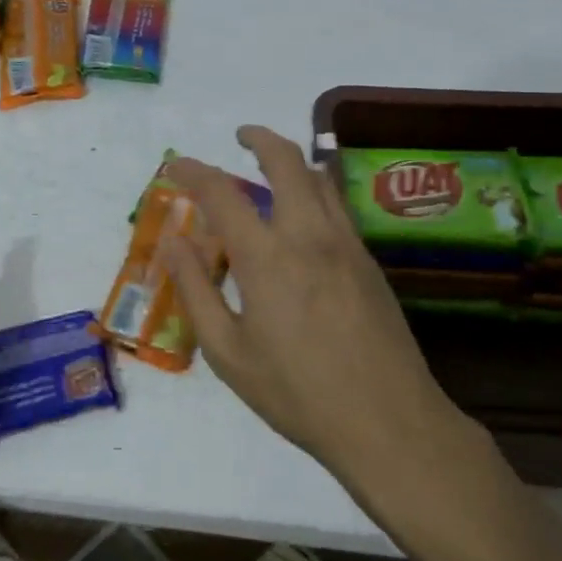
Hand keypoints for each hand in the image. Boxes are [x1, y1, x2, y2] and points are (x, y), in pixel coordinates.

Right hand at [162, 128, 476, 484]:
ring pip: (320, 178)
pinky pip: (337, 206)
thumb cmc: (297, 393)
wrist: (389, 422)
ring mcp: (347, 245)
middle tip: (240, 137)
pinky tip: (303, 216)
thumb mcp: (228, 352)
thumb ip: (196, 290)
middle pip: (286, 161)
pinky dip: (314, 189)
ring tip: (270, 168)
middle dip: (260, 138)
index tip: (176, 165)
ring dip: (292, 160)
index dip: (193, 171)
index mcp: (267, 258)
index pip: (222, 193)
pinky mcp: (370, 261)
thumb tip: (172, 241)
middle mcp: (309, 235)